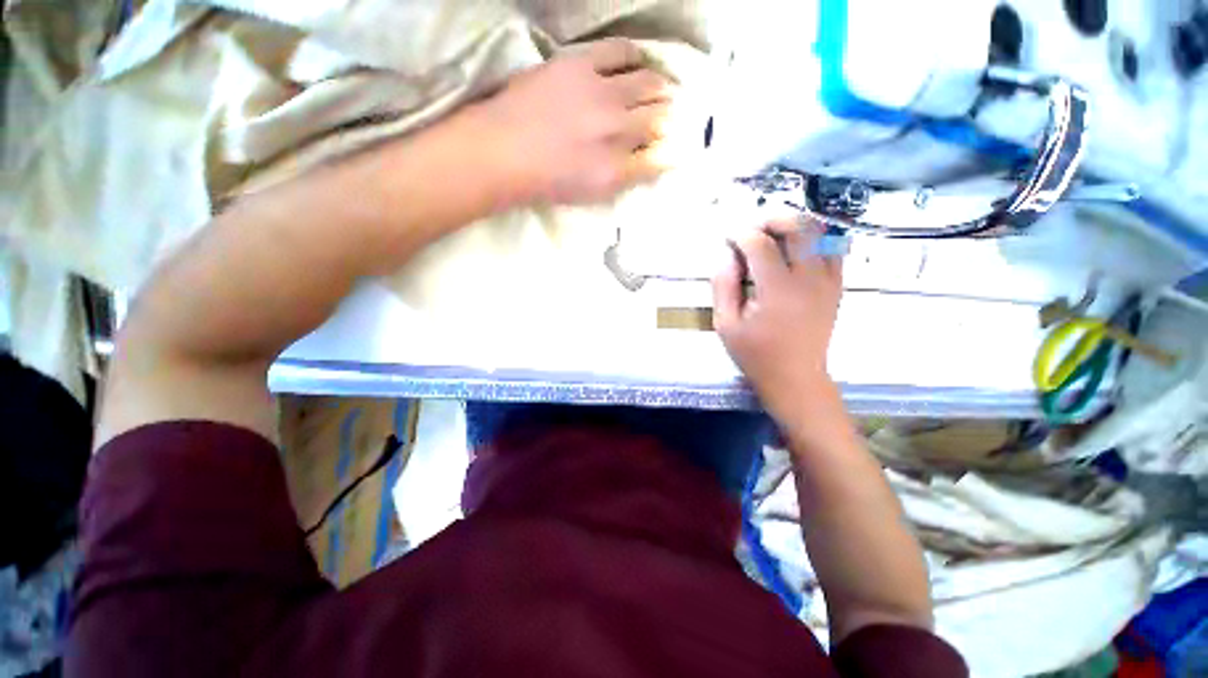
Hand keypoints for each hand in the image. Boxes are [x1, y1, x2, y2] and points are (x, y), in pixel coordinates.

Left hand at [471, 38, 673, 204]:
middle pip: (659, 116)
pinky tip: (638, 59)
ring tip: (661, 88)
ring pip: (648, 83)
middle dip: (670, 116)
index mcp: (618, 168)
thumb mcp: (593, 192)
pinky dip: (634, 55)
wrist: (505, 151)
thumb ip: (627, 178)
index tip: (676, 146)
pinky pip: (619, 51)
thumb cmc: (547, 181)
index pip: (660, 156)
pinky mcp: (582, 65)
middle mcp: (618, 130)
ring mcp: (602, 94)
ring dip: (660, 86)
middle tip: (672, 114)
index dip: (672, 150)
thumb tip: (657, 162)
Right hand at [712, 221, 843, 421]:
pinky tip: (797, 248)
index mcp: (776, 290)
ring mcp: (828, 281)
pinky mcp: (836, 286)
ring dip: (795, 226)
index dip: (742, 234)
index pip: (760, 245)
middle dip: (772, 220)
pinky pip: (834, 249)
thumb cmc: (755, 353)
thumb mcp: (726, 324)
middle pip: (797, 228)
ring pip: (820, 233)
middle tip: (753, 229)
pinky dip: (816, 240)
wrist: (796, 377)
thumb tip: (727, 256)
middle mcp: (808, 279)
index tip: (728, 238)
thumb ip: (723, 286)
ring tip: (774, 234)